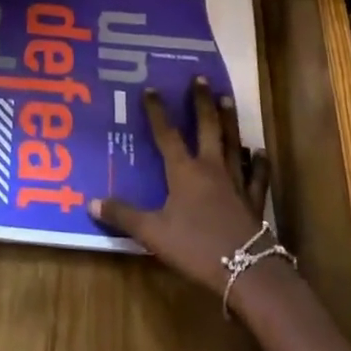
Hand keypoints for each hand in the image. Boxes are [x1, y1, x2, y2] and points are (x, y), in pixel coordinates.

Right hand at [90, 79, 270, 295]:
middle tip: (201, 78)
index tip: (151, 89)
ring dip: (229, 120)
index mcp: (184, 171)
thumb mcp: (152, 234)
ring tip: (227, 99)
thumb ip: (123, 216)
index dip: (157, 111)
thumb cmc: (196, 248)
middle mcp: (211, 168)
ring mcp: (236, 182)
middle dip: (201, 102)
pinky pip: (256, 175)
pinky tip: (259, 152)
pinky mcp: (253, 201)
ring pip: (232, 142)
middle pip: (207, 127)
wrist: (248, 271)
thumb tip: (91, 202)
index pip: (166, 134)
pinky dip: (257, 162)